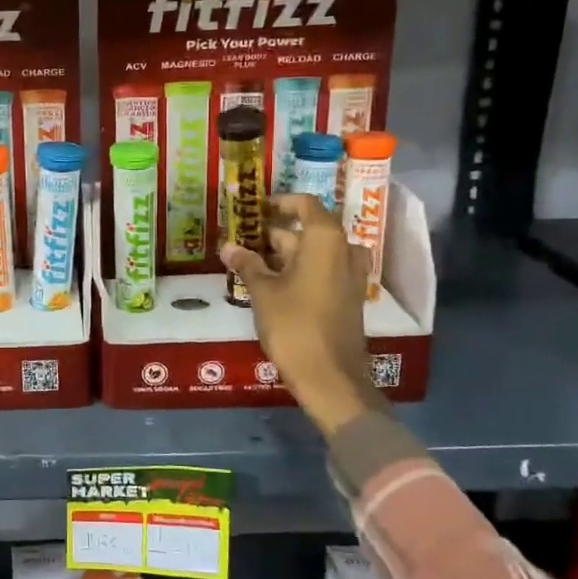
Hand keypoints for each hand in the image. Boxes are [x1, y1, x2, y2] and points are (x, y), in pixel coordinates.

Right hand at [219, 194, 382, 435]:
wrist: (330, 376)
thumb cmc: (294, 325)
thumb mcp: (263, 292)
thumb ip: (247, 264)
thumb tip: (228, 246)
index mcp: (325, 240)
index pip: (305, 204)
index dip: (280, 202)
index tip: (256, 208)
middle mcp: (344, 251)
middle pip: (309, 229)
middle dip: (276, 232)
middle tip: (243, 237)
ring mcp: (349, 276)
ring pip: (315, 252)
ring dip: (286, 253)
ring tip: (252, 261)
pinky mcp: (348, 297)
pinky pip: (323, 271)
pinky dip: (300, 270)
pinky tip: (271, 283)